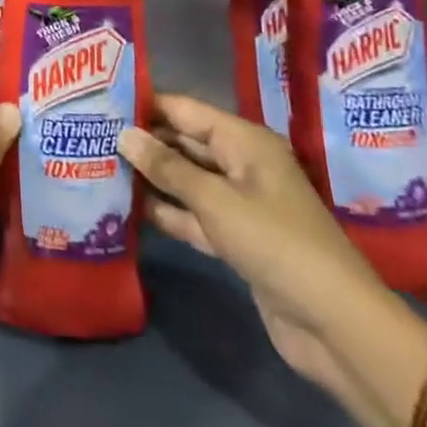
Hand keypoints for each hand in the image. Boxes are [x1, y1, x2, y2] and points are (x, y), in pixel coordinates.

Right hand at [118, 93, 391, 393]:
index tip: (101, 101)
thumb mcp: (215, 200)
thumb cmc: (275, 244)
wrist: (335, 325)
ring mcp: (239, 203)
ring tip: (100, 166)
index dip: (145, 104)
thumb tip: (124, 134)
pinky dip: (168, 212)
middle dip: (143, 141)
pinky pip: (194, 215)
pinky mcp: (236, 239)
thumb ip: (167, 167)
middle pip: (184, 143)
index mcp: (244, 141)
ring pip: (186, 180)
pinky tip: (129, 209)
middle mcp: (241, 164)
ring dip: (151, 178)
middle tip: (91, 135)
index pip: (184, 110)